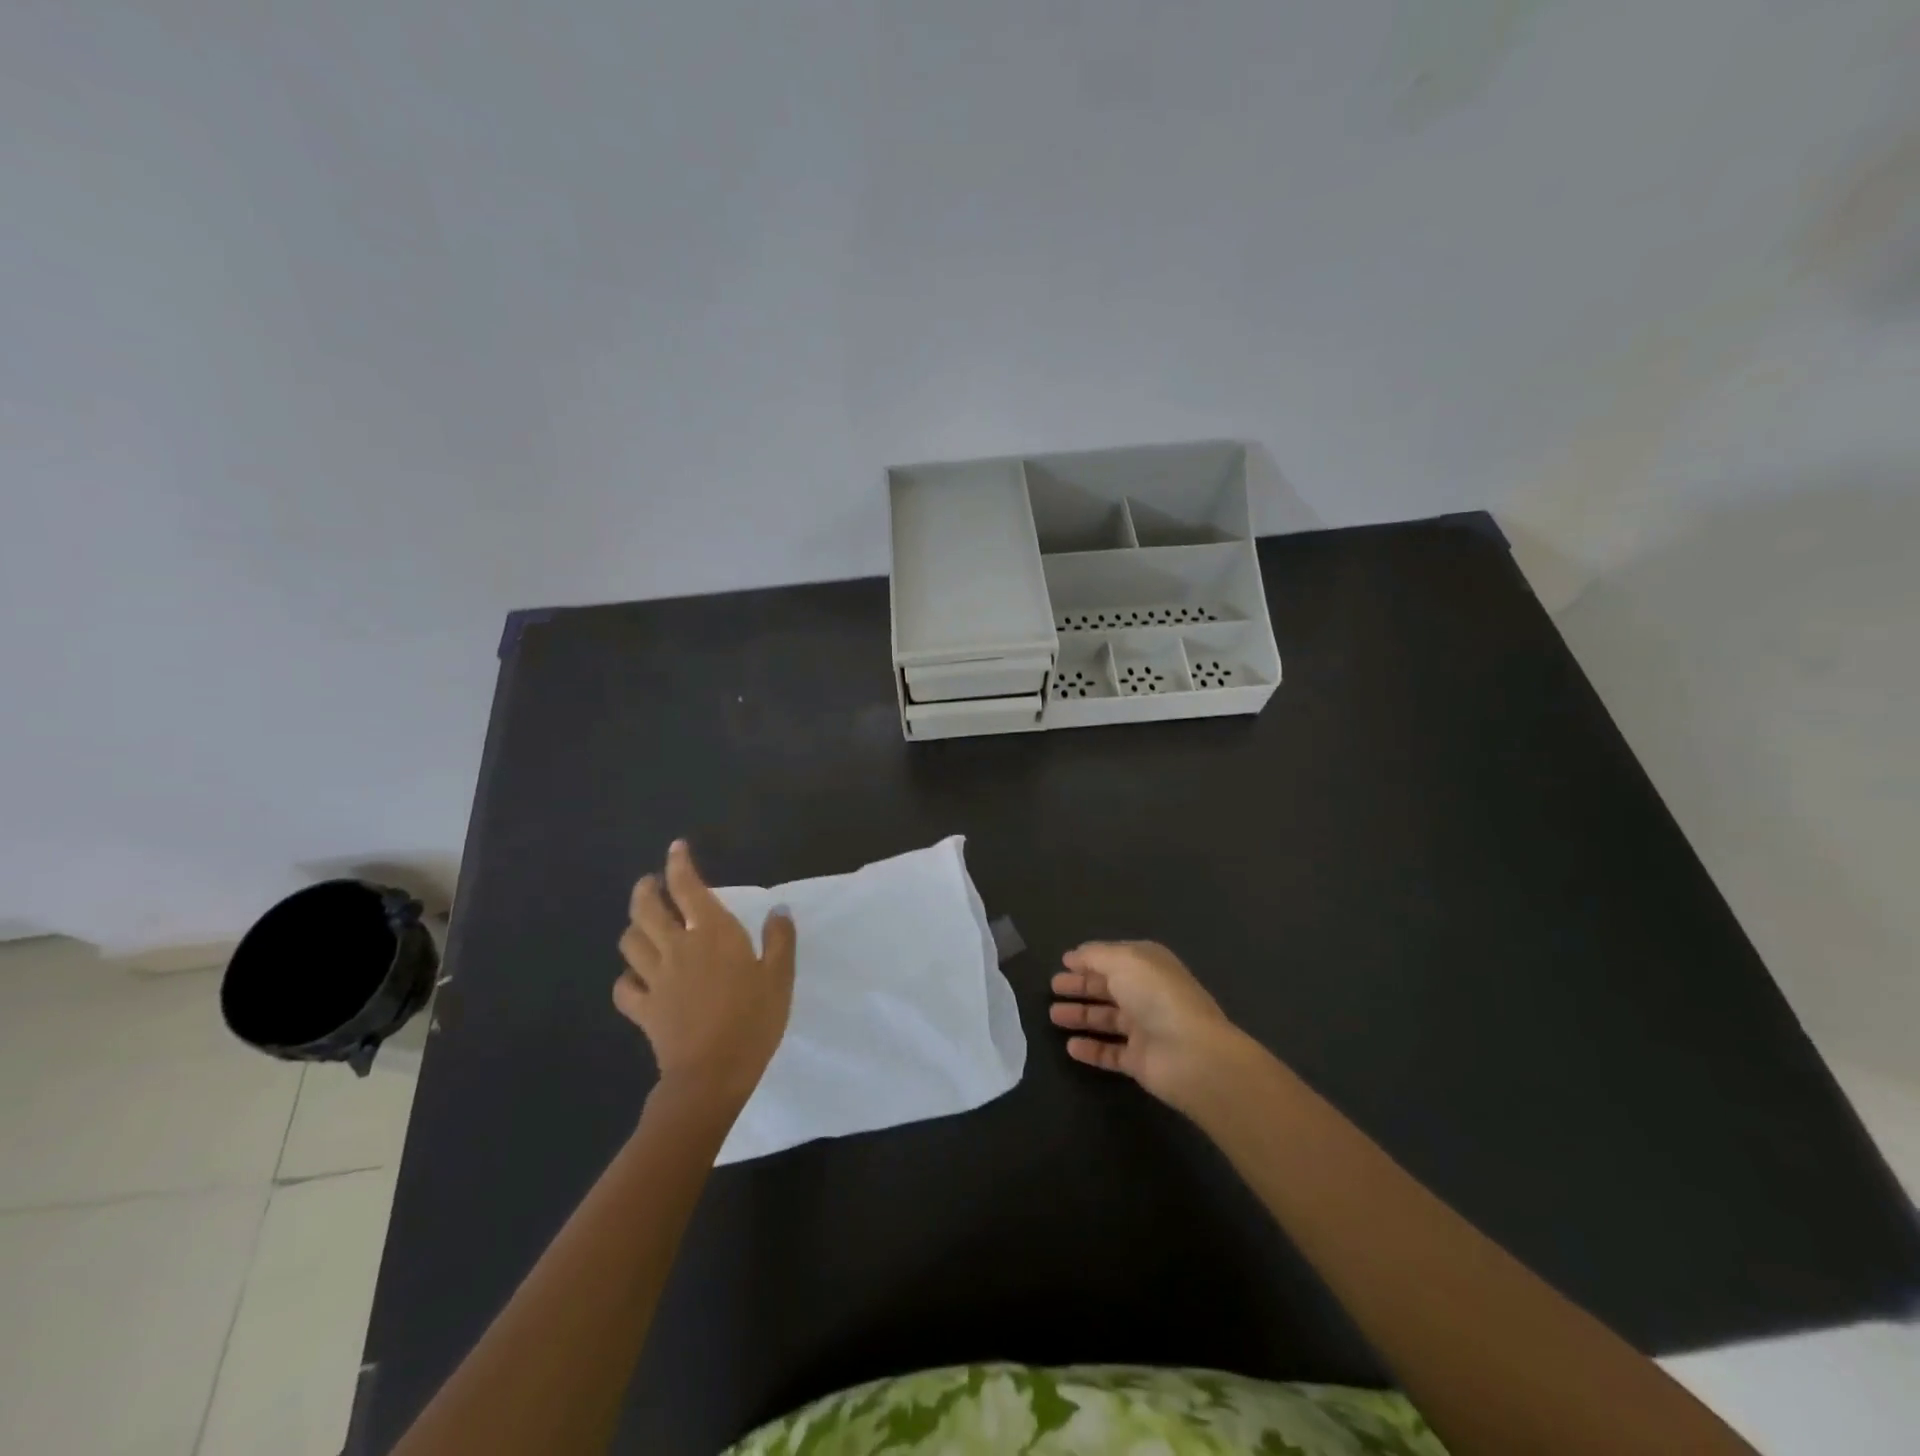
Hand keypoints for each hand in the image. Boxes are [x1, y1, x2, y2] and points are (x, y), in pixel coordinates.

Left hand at [614, 840, 796, 1109]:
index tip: (677, 848)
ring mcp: (656, 979)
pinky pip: (625, 987)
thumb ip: (779, 939)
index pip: (688, 887)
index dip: (679, 864)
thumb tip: (778, 909)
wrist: (713, 1073)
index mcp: (713, 933)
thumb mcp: (780, 976)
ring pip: (630, 942)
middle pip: (647, 909)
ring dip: (634, 927)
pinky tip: (635, 977)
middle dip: (646, 890)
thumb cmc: (754, 1019)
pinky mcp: (644, 1009)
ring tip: (642, 924)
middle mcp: (678, 947)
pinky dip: (627, 977)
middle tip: (651, 883)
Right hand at [1050, 940, 1256, 1114]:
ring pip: (1106, 1019)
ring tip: (1054, 1016)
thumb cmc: (1156, 996)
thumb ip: (1095, 955)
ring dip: (1081, 1016)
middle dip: (1081, 986)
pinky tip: (1070, 1047)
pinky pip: (1110, 1052)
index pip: (1113, 958)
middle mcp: (1146, 993)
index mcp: (1147, 965)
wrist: (1192, 1054)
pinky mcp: (1140, 1061)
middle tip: (1053, 987)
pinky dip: (1091, 1049)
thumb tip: (1075, 955)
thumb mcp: (1123, 961)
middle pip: (1108, 987)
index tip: (1064, 962)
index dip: (1089, 959)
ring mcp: (1144, 1028)